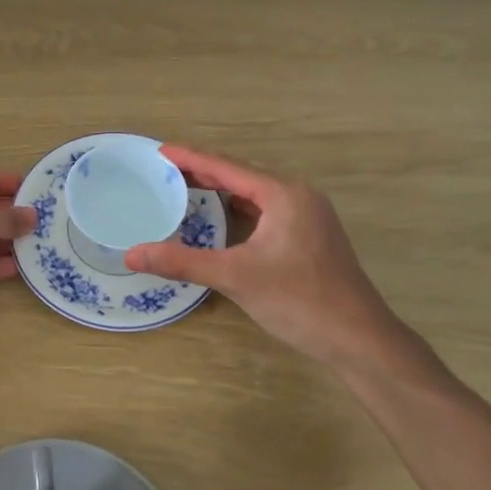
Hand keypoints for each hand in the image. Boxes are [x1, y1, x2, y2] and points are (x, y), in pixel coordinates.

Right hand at [124, 145, 434, 377]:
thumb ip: (183, 262)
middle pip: (241, 177)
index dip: (191, 158)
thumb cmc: (300, 301)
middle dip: (202, 172)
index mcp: (284, 194)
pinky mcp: (309, 237)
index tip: (159, 150)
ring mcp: (308, 217)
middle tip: (163, 170)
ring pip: (254, 196)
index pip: (227, 168)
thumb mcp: (236, 277)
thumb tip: (132, 255)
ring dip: (221, 191)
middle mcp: (298, 197)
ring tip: (183, 187)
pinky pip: (265, 212)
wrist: (359, 339)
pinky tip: (220, 218)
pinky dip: (238, 211)